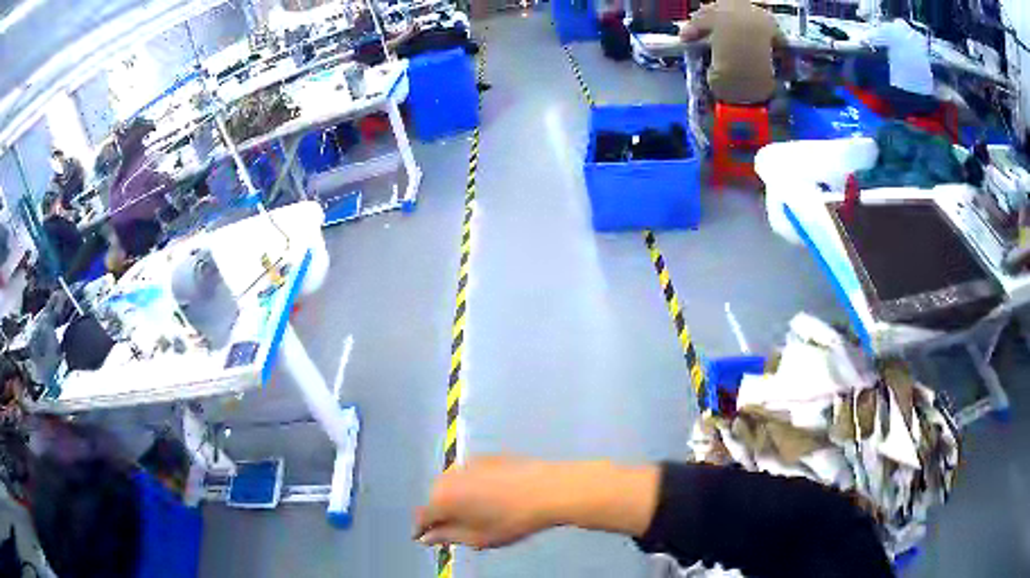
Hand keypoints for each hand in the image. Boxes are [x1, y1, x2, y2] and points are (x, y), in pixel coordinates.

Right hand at [413, 456, 559, 548]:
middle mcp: (448, 477)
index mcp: (442, 499)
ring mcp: (467, 463)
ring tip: (474, 512)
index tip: (423, 538)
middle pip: (435, 497)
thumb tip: (426, 537)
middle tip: (455, 528)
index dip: (421, 529)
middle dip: (440, 512)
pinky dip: (471, 486)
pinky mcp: (486, 456)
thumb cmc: (511, 521)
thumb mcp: (478, 538)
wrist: (547, 490)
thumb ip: (448, 536)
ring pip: (451, 484)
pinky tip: (490, 495)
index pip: (422, 516)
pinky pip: (469, 474)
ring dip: (455, 498)